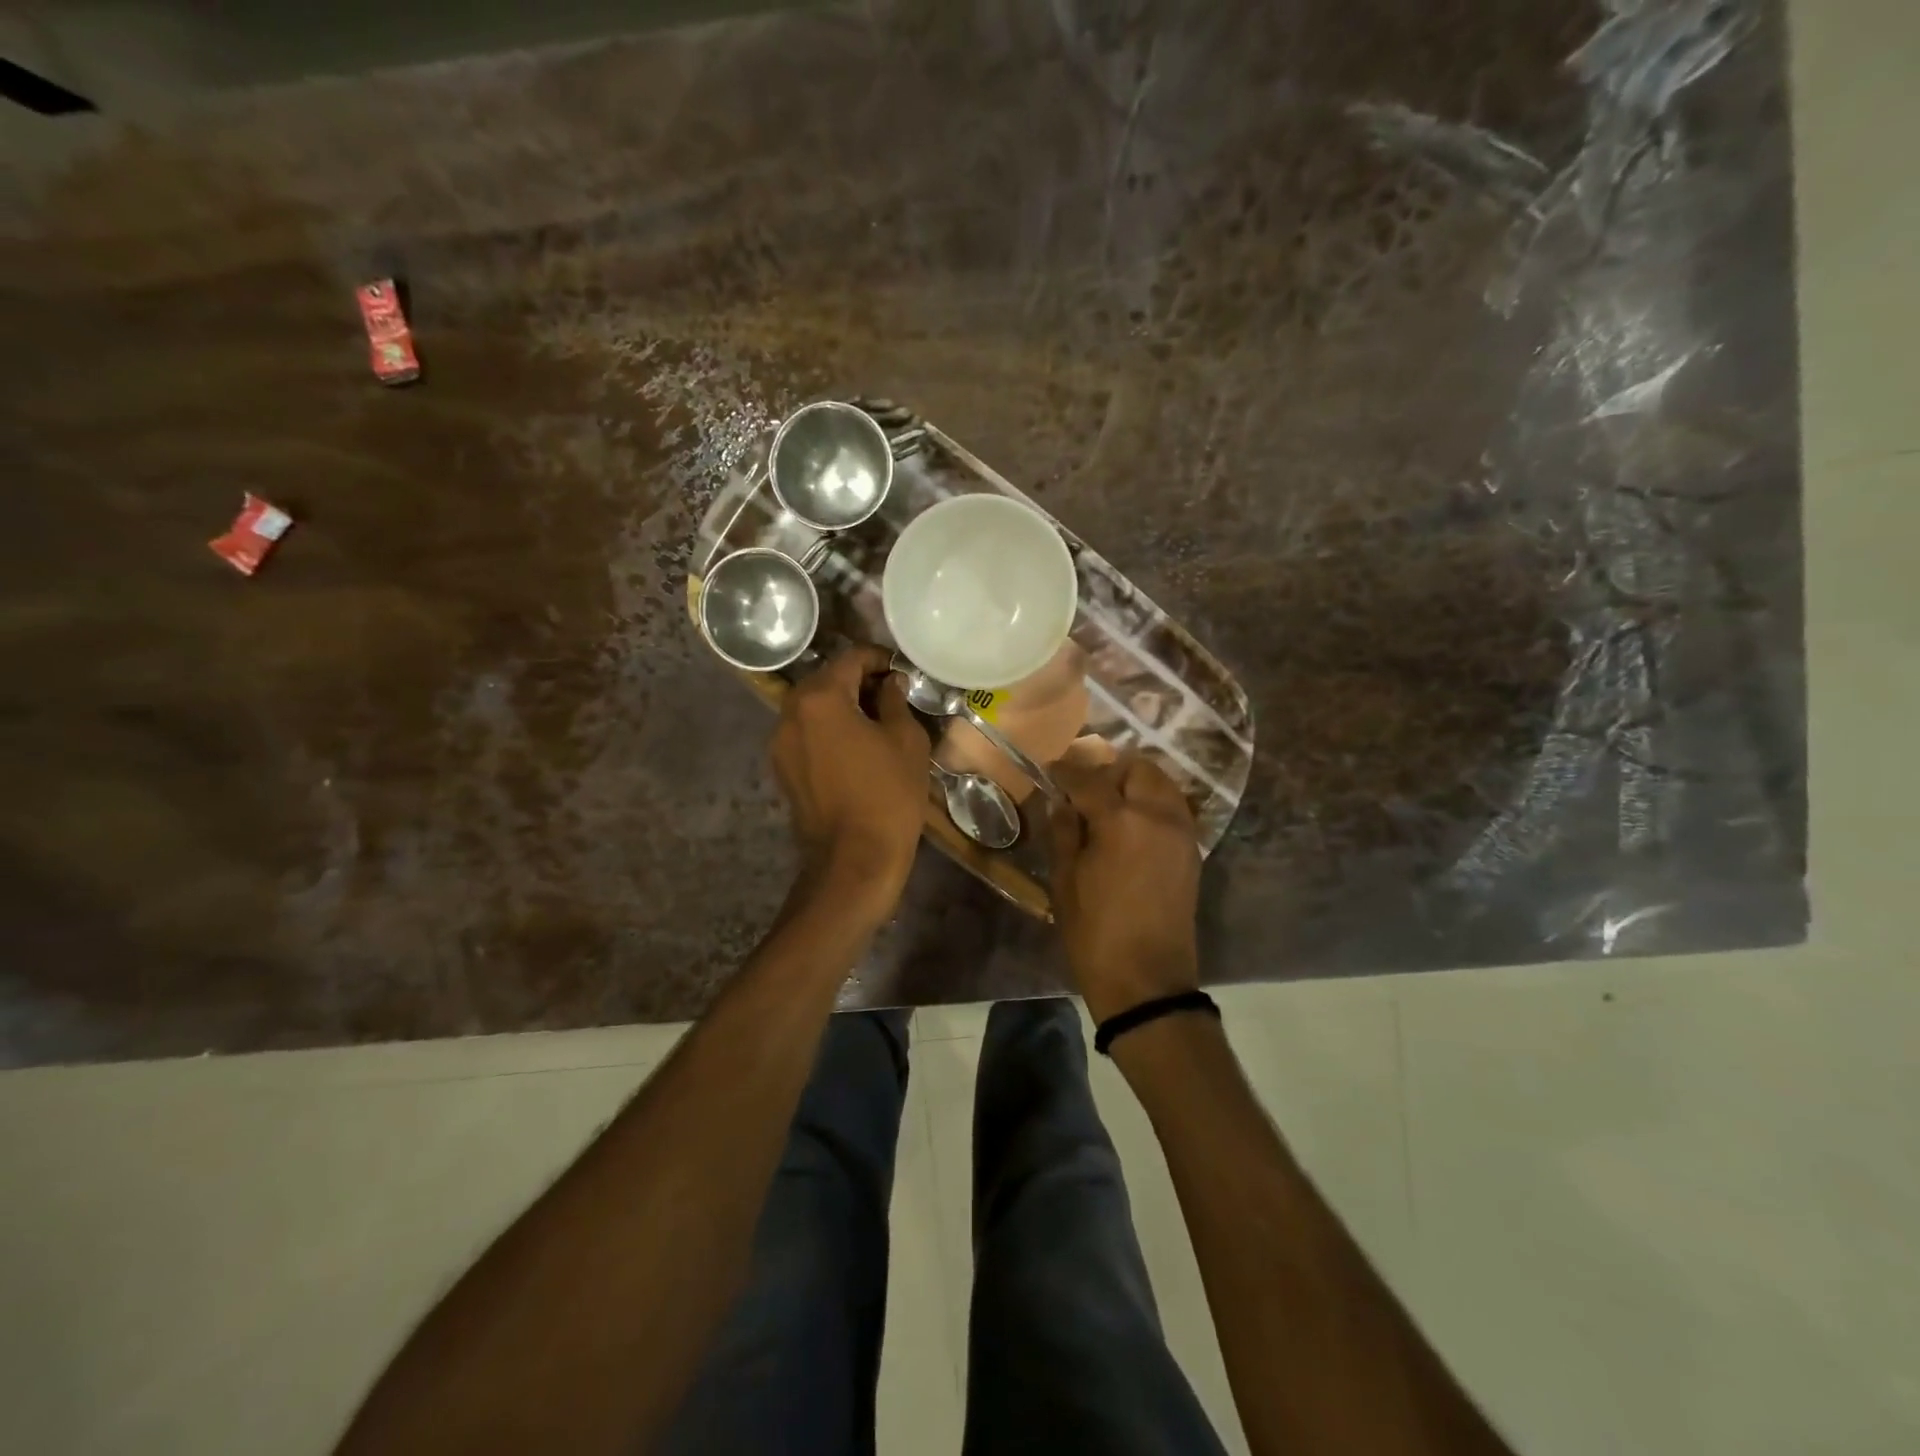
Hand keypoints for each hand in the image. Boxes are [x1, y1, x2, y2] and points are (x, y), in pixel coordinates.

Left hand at [771, 644, 930, 920]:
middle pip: (825, 680)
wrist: (854, 861)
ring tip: (874, 721)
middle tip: (890, 694)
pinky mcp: (781, 769)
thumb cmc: (887, 795)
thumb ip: (895, 701)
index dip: (879, 658)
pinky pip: (805, 734)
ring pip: (812, 708)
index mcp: (820, 699)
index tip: (900, 670)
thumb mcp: (906, 741)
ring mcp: (780, 743)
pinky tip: (854, 747)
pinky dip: (827, 730)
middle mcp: (790, 713)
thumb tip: (889, 683)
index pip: (850, 659)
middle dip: (857, 681)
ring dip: (841, 705)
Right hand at [1048, 754, 1201, 1022]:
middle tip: (1085, 788)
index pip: (1089, 779)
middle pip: (1138, 768)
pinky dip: (1153, 802)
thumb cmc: (1095, 932)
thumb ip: (1064, 831)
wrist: (1147, 980)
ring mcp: (1181, 832)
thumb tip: (1060, 801)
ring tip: (1110, 802)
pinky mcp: (1192, 850)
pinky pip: (1174, 808)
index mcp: (1120, 820)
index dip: (1066, 771)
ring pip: (1162, 784)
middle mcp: (1158, 815)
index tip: (1052, 770)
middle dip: (1109, 770)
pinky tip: (1131, 824)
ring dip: (1135, 783)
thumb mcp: (1065, 880)